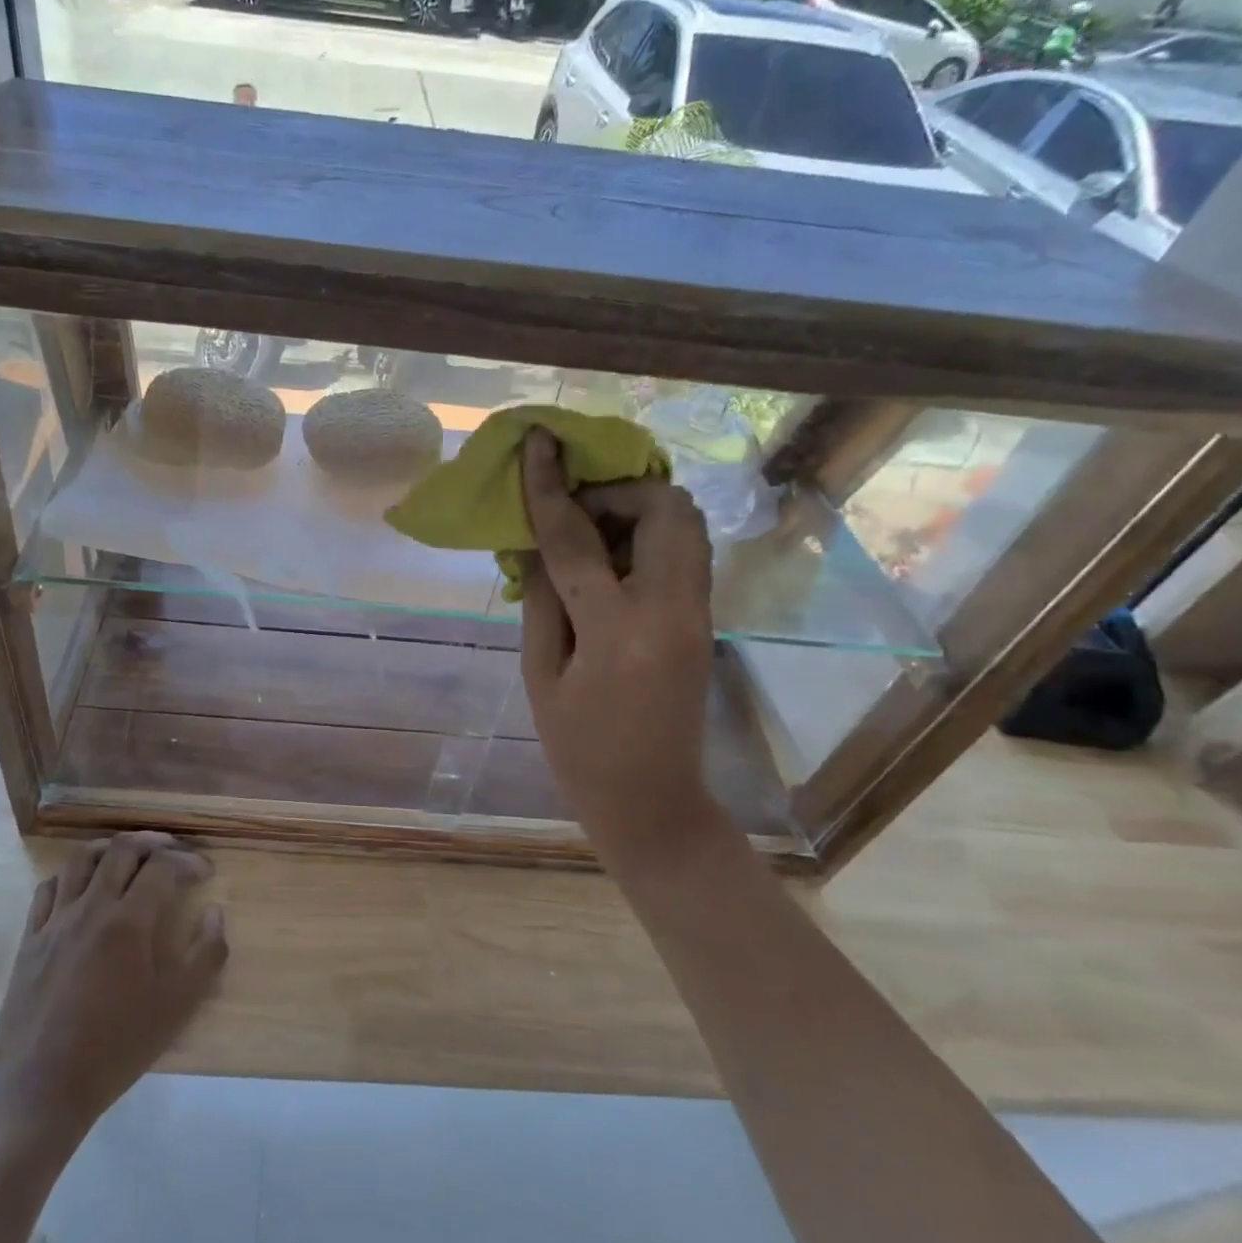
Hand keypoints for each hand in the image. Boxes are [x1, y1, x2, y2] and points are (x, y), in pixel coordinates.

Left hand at [0, 832, 227, 1141]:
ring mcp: (55, 921)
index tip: (204, 872)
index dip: (188, 862)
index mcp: (128, 921)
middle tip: (172, 851)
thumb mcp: (177, 1007)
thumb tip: (215, 912)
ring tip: (129, 855)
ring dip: (111, 848)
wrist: (43, 1090)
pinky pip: (48, 888)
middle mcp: (91, 908)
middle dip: (153, 843)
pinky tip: (82, 885)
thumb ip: (207, 954)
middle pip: (122, 850)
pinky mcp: (29, 940)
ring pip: (81, 859)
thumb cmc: (117, 1047)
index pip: (163, 868)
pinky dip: (71, 874)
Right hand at [519, 428, 716, 867]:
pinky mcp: (705, 619)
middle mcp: (671, 610)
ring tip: (593, 534)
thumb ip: (541, 599)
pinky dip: (649, 536)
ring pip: (686, 523)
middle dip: (617, 490)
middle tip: (575, 512)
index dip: (551, 486)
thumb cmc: (579, 749)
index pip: (578, 539)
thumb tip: (536, 543)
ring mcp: (698, 613)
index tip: (539, 441)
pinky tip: (612, 562)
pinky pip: (684, 551)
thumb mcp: (540, 674)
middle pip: (665, 508)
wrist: (652, 801)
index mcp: (618, 631)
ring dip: (638, 509)